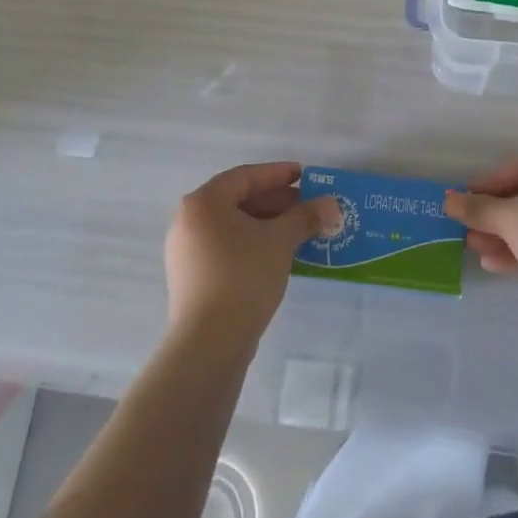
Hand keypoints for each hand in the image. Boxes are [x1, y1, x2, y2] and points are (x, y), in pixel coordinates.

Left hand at [164, 162, 340, 340]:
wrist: (208, 343)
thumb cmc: (243, 276)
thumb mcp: (280, 241)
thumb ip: (305, 217)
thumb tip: (331, 204)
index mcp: (203, 202)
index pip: (245, 176)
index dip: (277, 174)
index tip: (304, 175)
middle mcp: (189, 221)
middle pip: (238, 200)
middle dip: (276, 202)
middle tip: (307, 206)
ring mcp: (187, 251)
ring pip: (233, 226)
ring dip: (266, 225)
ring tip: (298, 231)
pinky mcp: (191, 278)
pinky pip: (226, 247)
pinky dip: (252, 244)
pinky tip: (277, 255)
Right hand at [443, 151, 517, 300]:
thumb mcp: (508, 219)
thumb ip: (477, 208)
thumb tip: (447, 201)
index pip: (516, 167)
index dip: (487, 184)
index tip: (465, 200)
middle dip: (492, 215)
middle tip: (466, 228)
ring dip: (503, 234)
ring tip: (474, 249)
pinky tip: (494, 264)